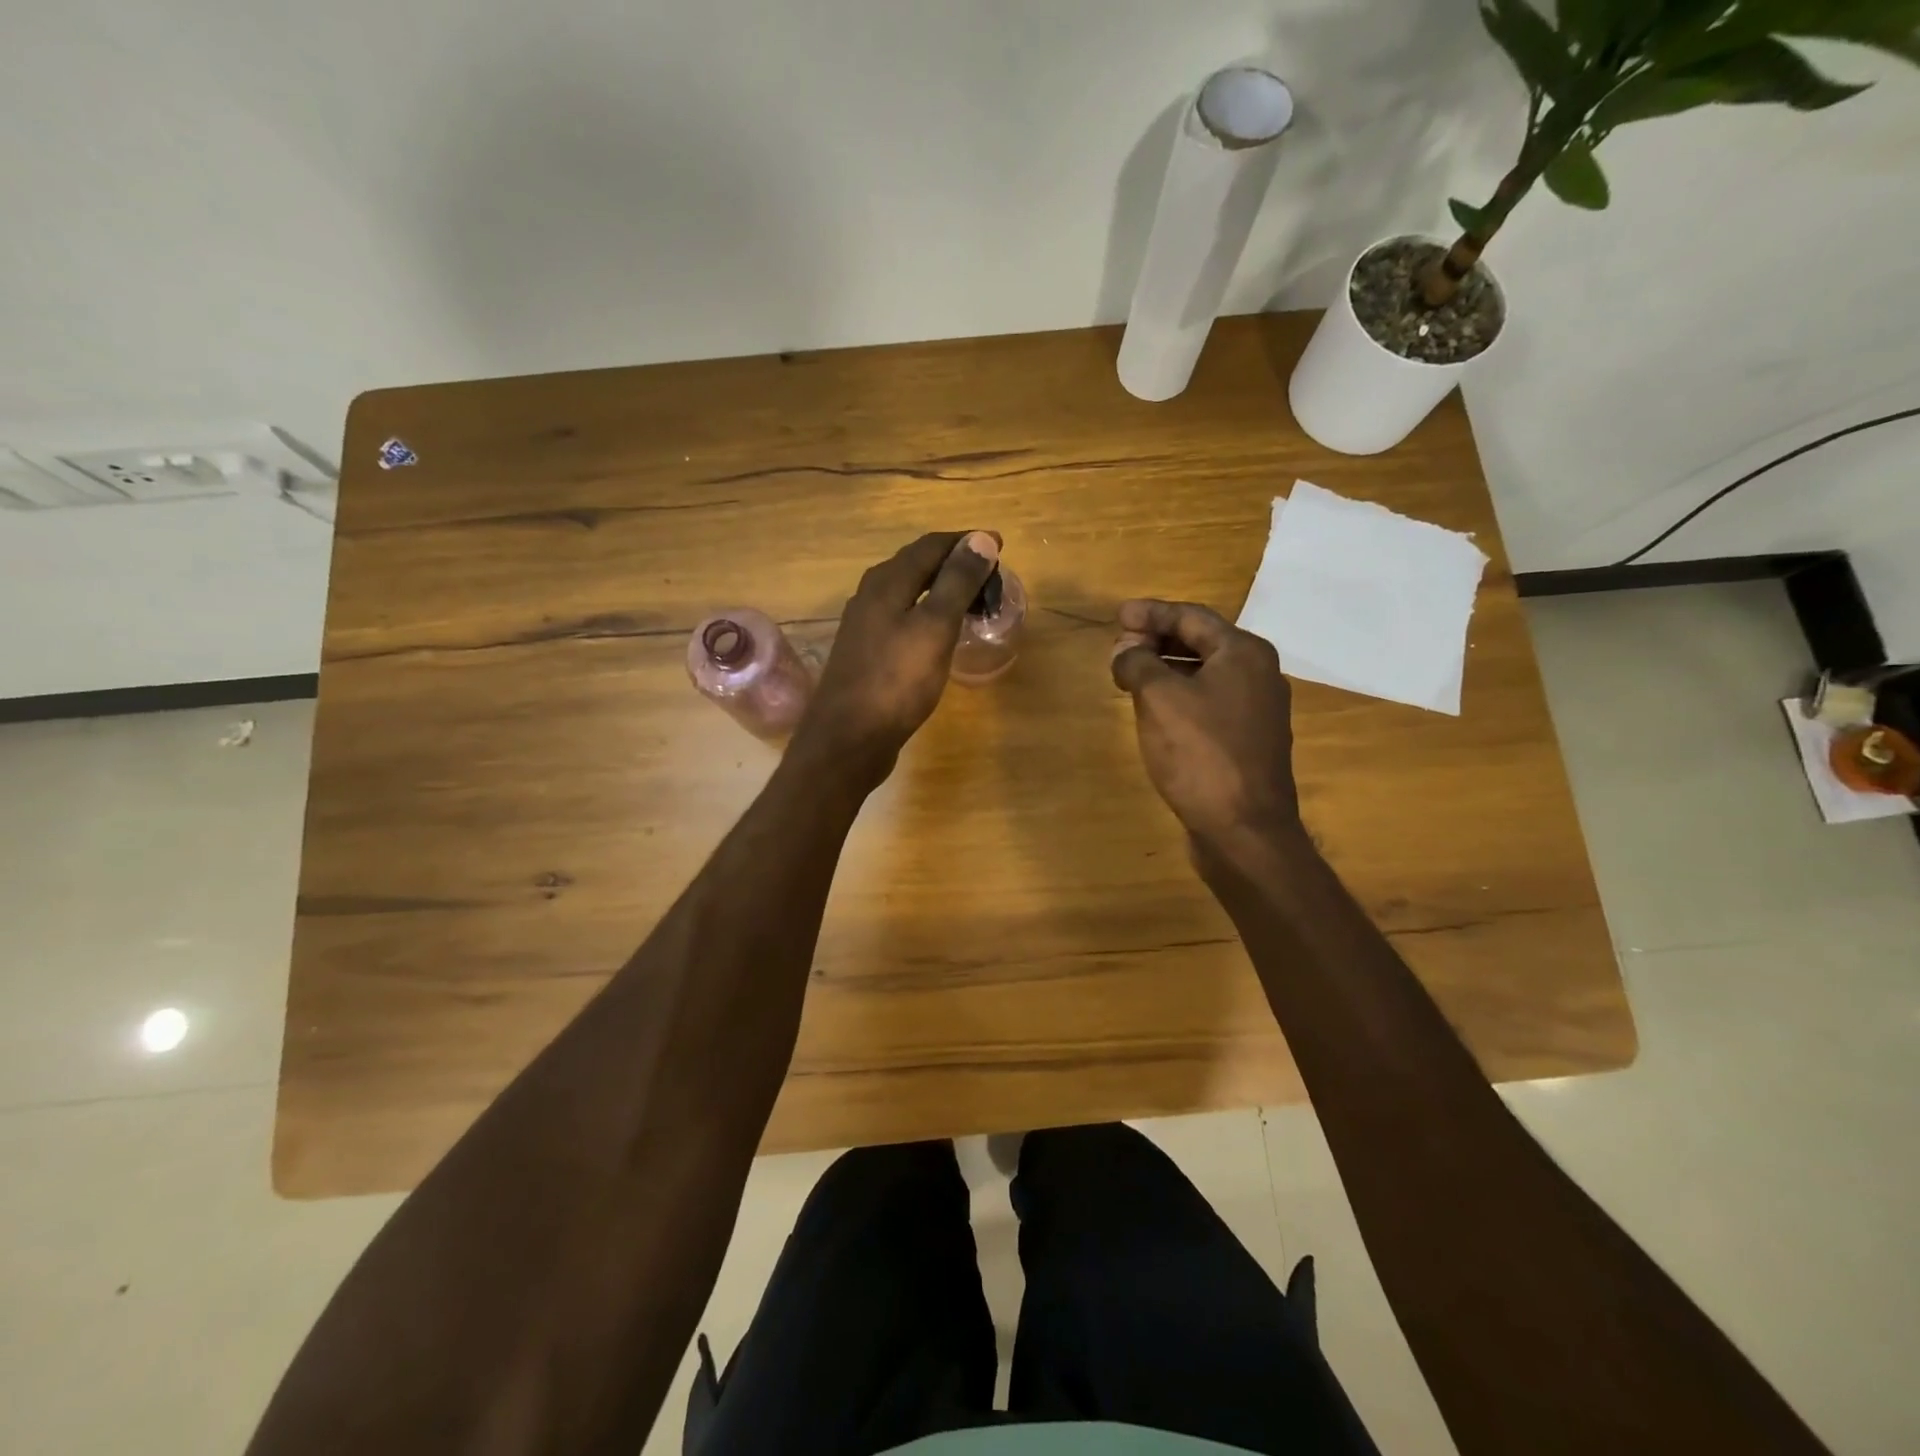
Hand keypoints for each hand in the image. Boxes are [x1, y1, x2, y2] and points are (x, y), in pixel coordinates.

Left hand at [794, 530, 1000, 786]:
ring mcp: (864, 625)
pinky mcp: (865, 652)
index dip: (966, 542)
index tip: (1000, 547)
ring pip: (907, 592)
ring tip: (971, 602)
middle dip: (954, 563)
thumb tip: (980, 539)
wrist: (848, 739)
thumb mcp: (934, 628)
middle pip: (916, 565)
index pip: (931, 545)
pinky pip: (901, 617)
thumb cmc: (896, 682)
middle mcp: (870, 595)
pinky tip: (938, 634)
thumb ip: (957, 582)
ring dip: (940, 589)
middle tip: (990, 578)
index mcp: (887, 582)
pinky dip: (927, 613)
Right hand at [1110, 599, 1301, 852]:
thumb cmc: (1201, 754)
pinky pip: (1208, 702)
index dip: (1150, 613)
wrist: (1244, 829)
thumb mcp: (1159, 698)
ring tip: (1128, 675)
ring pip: (1203, 674)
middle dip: (1156, 640)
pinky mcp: (1247, 740)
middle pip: (1201, 642)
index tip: (1117, 615)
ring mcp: (1256, 709)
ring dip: (1165, 669)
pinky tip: (1154, 709)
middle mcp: (1258, 673)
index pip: (1191, 616)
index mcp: (1243, 652)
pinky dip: (1178, 695)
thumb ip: (1138, 663)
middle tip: (1118, 648)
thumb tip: (1126, 651)